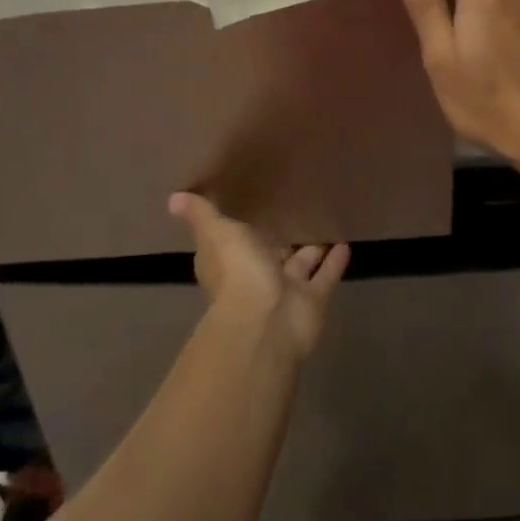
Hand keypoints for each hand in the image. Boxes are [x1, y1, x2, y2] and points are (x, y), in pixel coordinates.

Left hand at [169, 193, 349, 359]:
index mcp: (231, 261)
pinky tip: (346, 243)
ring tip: (326, 223)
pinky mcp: (312, 301)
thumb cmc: (238, 272)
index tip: (253, 206)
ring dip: (312, 249)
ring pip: (301, 265)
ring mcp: (286, 291)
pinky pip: (325, 277)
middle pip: (271, 253)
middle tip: (297, 211)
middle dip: (281, 238)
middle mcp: (257, 276)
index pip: (234, 241)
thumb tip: (173, 198)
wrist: (266, 322)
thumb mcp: (217, 233)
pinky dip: (335, 262)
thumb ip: (202, 215)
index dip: (241, 228)